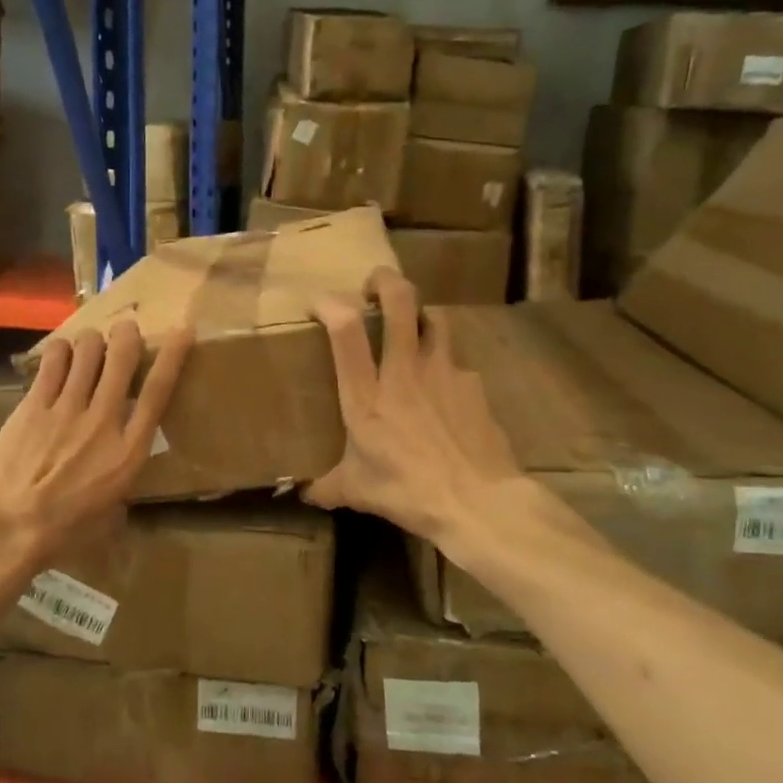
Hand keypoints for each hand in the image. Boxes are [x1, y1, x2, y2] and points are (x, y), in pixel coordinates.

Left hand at [0, 319, 191, 574]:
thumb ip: (120, 486)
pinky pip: (52, 361)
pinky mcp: (34, 405)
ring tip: (89, 345)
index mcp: (128, 451)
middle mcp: (103, 420)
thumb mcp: (109, 514)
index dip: (173, 356)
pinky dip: (60, 351)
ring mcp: (66, 409)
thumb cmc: (63, 531)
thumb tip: (119, 481)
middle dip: (127, 335)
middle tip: (125, 329)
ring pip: (87, 351)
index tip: (183, 331)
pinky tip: (60, 354)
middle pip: (121, 358)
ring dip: (92, 341)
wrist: (9, 528)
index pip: (158, 391)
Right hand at [304, 269, 516, 540]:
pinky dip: (446, 367)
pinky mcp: (474, 384)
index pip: (345, 330)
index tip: (319, 302)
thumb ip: (326, 486)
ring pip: (435, 318)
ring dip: (420, 314)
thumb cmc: (409, 492)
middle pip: (400, 300)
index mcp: (366, 394)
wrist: (479, 502)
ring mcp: (444, 372)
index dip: (329, 303)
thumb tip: (303, 494)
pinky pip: (457, 362)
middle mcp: (404, 371)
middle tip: (374, 285)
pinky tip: (444, 391)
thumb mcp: (357, 492)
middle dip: (384, 280)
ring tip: (412, 328)